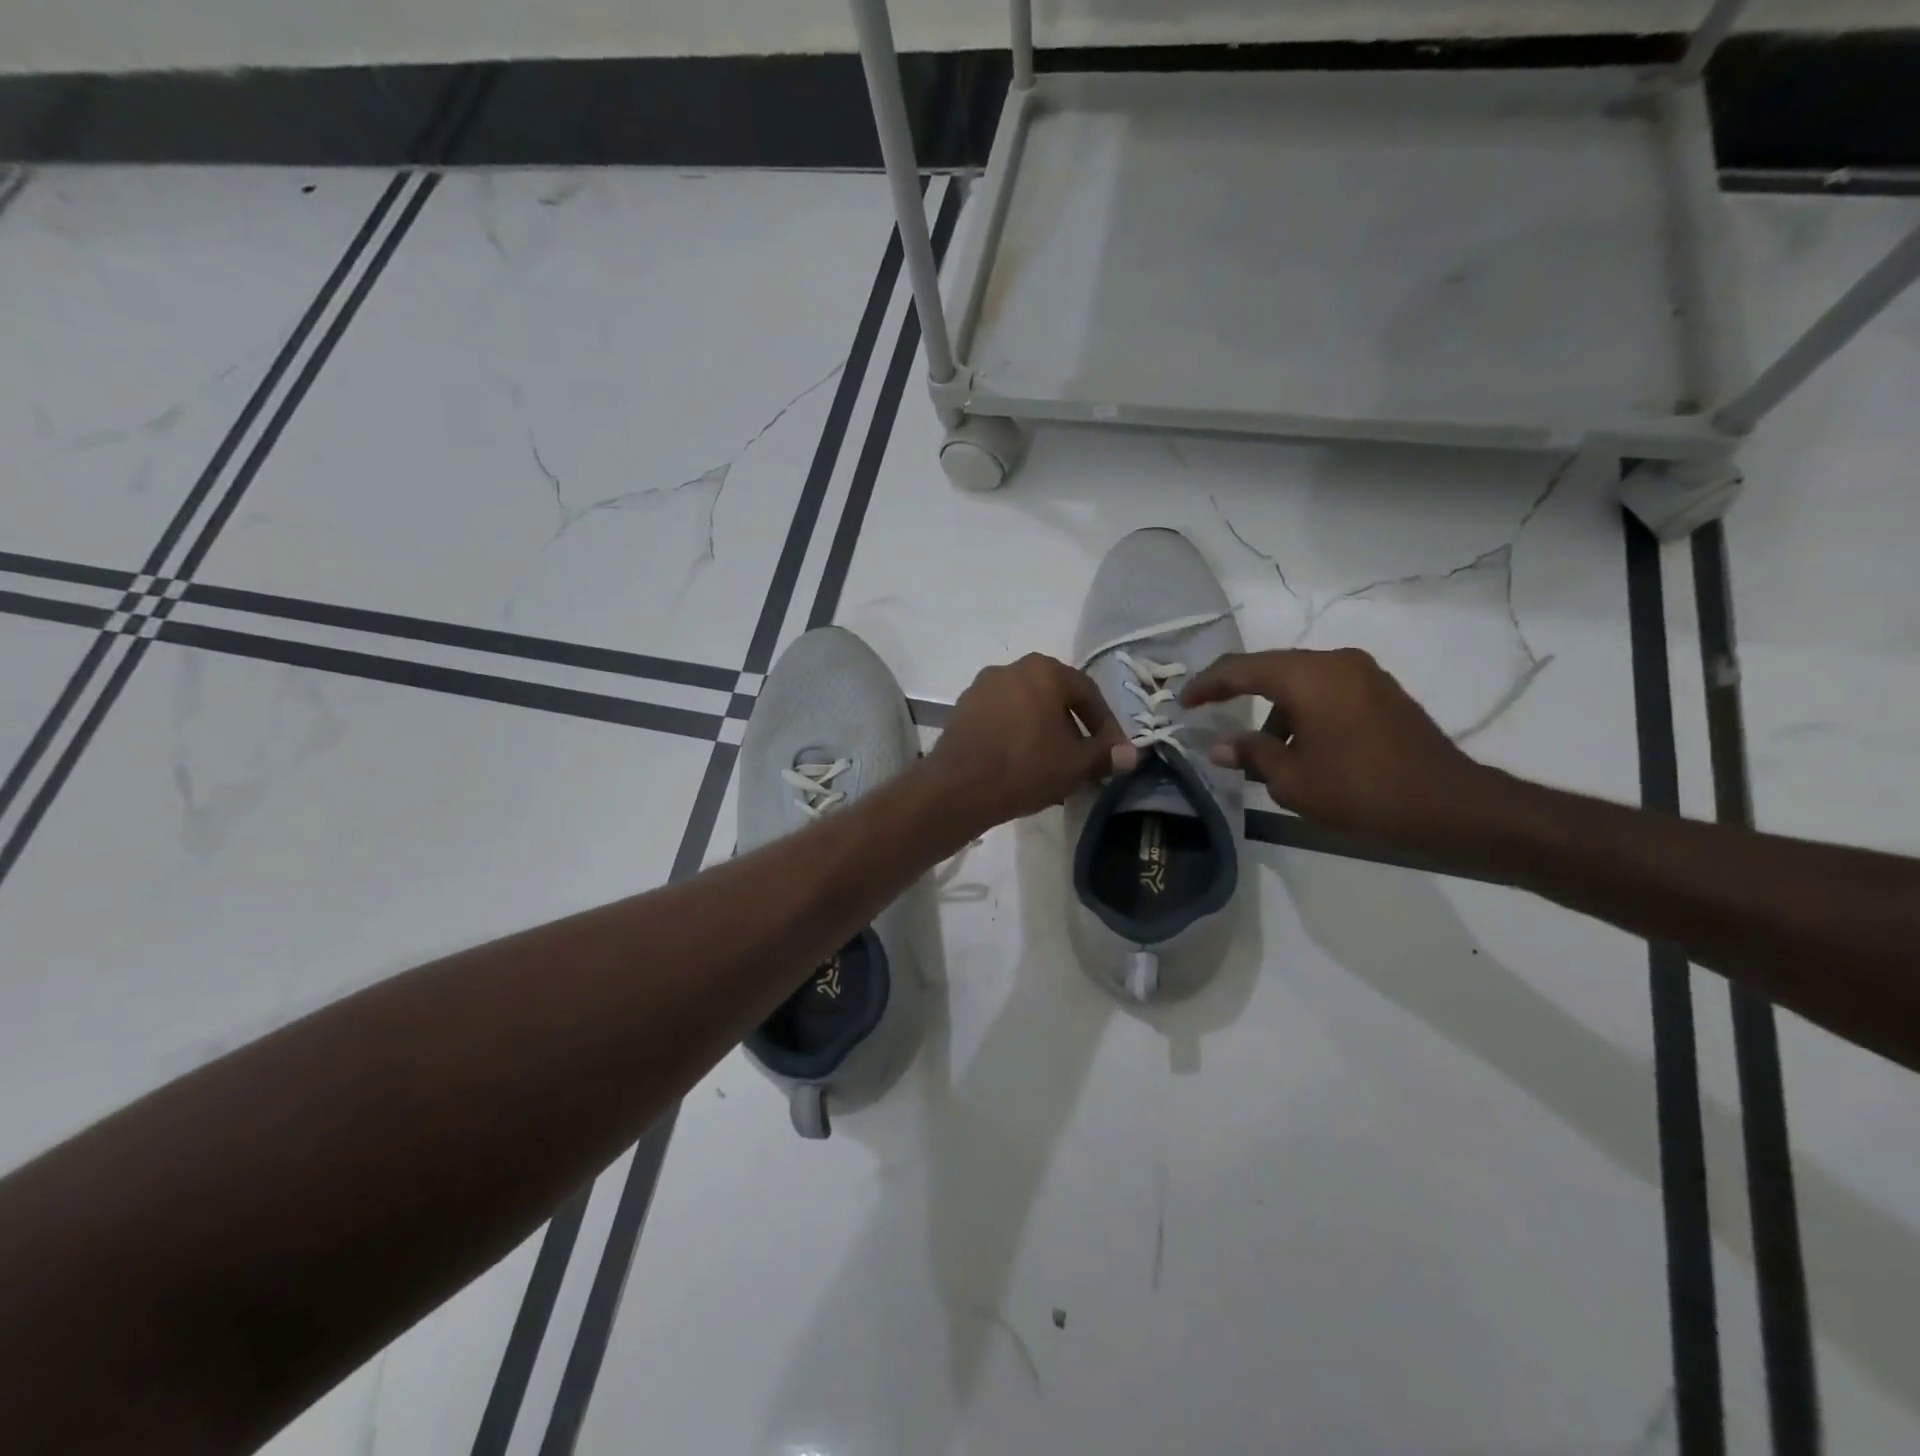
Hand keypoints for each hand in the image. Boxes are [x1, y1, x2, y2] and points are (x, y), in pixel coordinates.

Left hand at [928, 654, 1137, 830]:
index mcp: (1044, 671)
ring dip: (1045, 734)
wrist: (957, 787)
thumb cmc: (1025, 768)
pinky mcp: (962, 709)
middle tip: (1084, 760)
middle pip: (1055, 698)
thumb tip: (1131, 754)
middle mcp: (1012, 668)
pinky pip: (1002, 719)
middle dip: (1074, 729)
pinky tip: (1023, 766)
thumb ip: (1106, 755)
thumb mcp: (1075, 765)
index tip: (1113, 752)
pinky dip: (1018, 736)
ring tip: (1054, 767)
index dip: (1106, 725)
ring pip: (1027, 709)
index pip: (1088, 693)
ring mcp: (982, 687)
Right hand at [1182, 648, 1496, 848]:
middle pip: (1271, 668)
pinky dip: (1302, 711)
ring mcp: (1364, 674)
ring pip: (1300, 681)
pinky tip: (1299, 747)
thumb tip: (1221, 746)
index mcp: (1309, 676)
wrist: (1450, 805)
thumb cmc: (1361, 790)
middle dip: (1237, 691)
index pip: (1241, 669)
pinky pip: (1326, 691)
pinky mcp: (1381, 693)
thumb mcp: (1293, 779)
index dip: (1207, 684)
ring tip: (1259, 750)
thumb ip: (1252, 753)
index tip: (1183, 702)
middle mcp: (1335, 662)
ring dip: (1273, 709)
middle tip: (1208, 711)